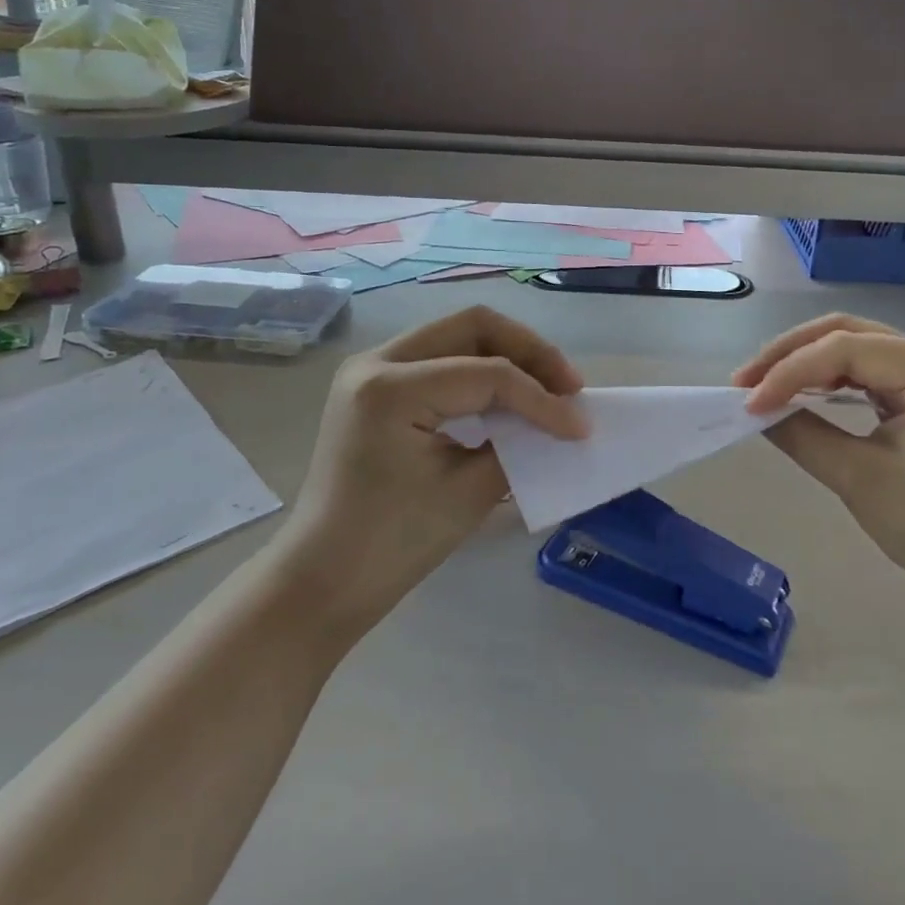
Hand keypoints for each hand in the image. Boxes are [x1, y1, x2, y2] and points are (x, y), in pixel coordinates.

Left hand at [282, 306, 586, 643]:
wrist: (324, 579)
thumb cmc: (391, 545)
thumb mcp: (468, 492)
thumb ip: (518, 445)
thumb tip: (559, 422)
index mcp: (391, 388)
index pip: (488, 374)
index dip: (542, 398)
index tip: (580, 427)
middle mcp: (376, 361)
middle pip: (474, 326)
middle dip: (530, 352)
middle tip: (568, 387)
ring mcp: (372, 369)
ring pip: (458, 335)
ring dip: (508, 357)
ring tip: (548, 389)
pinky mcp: (377, 386)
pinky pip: (441, 359)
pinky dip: (480, 371)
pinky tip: (508, 399)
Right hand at [733, 314, 904, 625]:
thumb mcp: (858, 478)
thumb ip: (801, 434)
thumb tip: (753, 409)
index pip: (847, 350)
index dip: (790, 371)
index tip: (748, 402)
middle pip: (847, 334)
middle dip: (790, 355)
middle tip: (744, 383)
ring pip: (851, 348)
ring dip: (802, 364)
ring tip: (760, 387)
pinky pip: (862, 372)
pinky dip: (823, 380)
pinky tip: (794, 393)